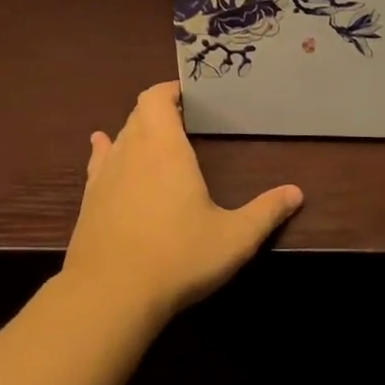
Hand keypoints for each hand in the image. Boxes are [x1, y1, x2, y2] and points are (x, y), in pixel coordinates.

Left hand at [63, 81, 303, 320]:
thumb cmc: (178, 257)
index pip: (156, 99)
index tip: (189, 92)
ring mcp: (103, 177)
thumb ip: (266, 212)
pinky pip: (97, 163)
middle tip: (184, 117)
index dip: (170, 89)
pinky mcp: (88, 202)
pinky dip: (105, 150)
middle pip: (137, 114)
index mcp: (165, 150)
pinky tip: (103, 149)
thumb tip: (296, 193)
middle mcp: (130, 153)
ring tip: (153, 134)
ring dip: (135, 130)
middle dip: (159, 109)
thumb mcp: (235, 238)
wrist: (110, 295)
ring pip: (118, 137)